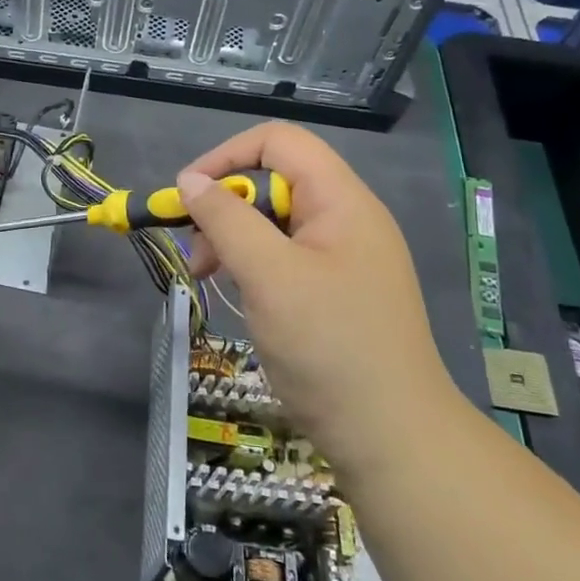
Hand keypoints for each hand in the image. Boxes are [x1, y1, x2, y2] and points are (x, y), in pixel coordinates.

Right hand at [178, 123, 454, 448]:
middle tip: (197, 253)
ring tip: (207, 277)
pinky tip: (238, 296)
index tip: (188, 193)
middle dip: (225, 208)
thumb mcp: (269, 276)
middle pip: (273, 182)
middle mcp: (344, 219)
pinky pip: (283, 258)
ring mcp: (341, 257)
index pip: (279, 143)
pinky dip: (251, 267)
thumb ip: (227, 219)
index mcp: (341, 201)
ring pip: (273, 223)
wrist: (391, 438)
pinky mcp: (333, 291)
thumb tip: (189, 180)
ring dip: (232, 240)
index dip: (228, 155)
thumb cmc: (329, 347)